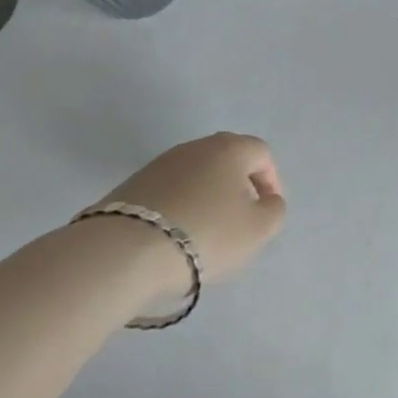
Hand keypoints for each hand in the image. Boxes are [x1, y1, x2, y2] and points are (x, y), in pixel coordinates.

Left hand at [94, 133, 286, 288]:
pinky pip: (169, 191)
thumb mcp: (257, 230)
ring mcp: (161, 163)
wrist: (124, 251)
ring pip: (196, 175)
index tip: (267, 211)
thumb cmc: (204, 234)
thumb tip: (267, 201)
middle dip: (238, 187)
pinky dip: (179, 207)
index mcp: (231, 148)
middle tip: (239, 219)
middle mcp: (197, 146)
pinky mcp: (133, 184)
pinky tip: (174, 236)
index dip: (271, 181)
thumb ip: (273, 211)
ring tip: (204, 232)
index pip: (261, 154)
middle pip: (227, 160)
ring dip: (206, 197)